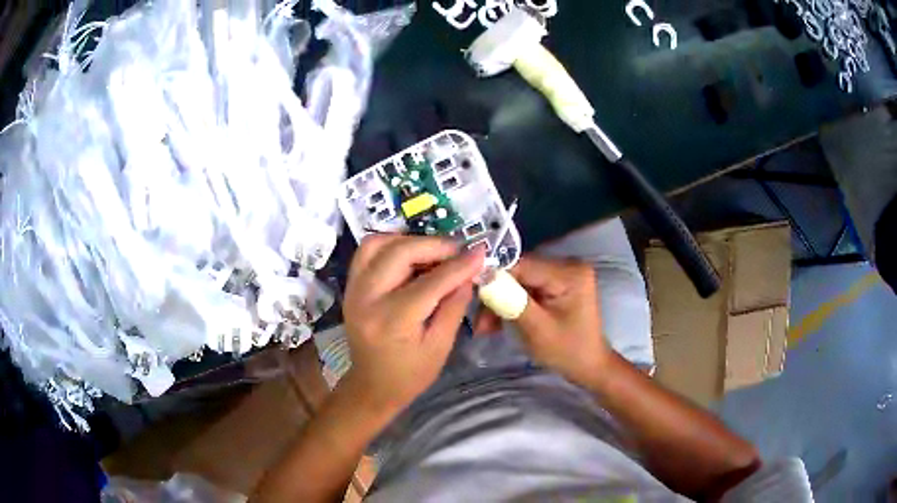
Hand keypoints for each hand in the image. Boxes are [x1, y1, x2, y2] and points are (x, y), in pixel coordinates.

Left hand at [343, 235, 485, 413]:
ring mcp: (353, 290)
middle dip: (434, 245)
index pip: (431, 282)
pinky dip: (390, 245)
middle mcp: (367, 299)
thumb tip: (468, 272)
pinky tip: (411, 255)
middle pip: (400, 253)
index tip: (480, 252)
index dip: (459, 265)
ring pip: (377, 244)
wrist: (372, 386)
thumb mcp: (440, 346)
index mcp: (392, 321)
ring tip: (433, 251)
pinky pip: (367, 252)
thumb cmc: (410, 374)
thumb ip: (454, 306)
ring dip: (408, 240)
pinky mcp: (350, 286)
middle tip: (458, 251)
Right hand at [475, 256, 609, 384]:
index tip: (469, 297)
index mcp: (569, 273)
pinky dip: (512, 303)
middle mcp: (568, 264)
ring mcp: (563, 272)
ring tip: (486, 327)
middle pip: (519, 271)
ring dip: (501, 302)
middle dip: (496, 295)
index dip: (493, 277)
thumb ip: (511, 301)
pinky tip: (500, 321)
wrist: (589, 366)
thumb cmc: (567, 352)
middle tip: (479, 323)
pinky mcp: (557, 282)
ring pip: (519, 280)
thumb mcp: (537, 329)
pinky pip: (527, 287)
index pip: (522, 265)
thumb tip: (482, 278)